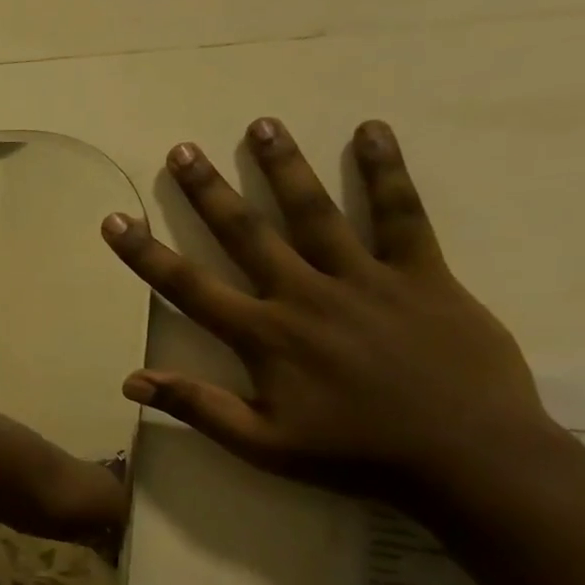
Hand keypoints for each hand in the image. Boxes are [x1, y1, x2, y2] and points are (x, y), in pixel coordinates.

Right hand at [101, 118, 552, 499]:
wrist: (470, 460)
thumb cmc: (355, 454)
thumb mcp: (263, 444)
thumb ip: (197, 406)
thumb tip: (130, 381)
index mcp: (264, 335)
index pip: (188, 287)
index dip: (146, 254)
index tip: (115, 219)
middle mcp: (305, 294)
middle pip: (247, 233)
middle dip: (209, 191)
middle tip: (183, 149)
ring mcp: (365, 279)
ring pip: (316, 212)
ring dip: (285, 167)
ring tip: (262, 124)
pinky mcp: (423, 275)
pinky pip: (402, 216)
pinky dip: (386, 173)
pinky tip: (371, 132)